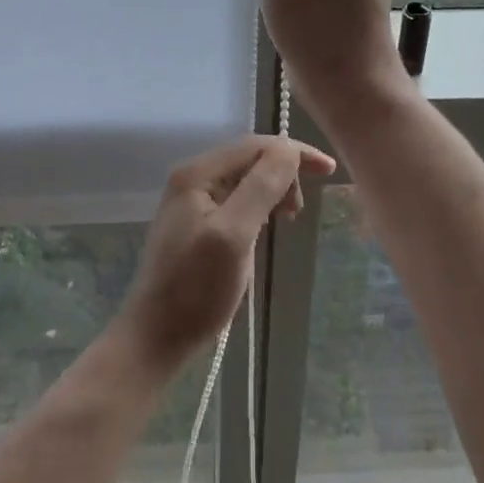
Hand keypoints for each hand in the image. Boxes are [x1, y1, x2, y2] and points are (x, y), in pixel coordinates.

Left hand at [117, 135, 334, 372]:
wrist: (155, 337)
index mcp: (197, 173)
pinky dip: (260, 205)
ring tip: (289, 217)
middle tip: (299, 209)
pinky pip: (237, 199)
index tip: (328, 170)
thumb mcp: (234, 235)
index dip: (293, 152)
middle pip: (250, 158)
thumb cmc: (196, 289)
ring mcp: (192, 200)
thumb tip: (289, 149)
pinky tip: (267, 225)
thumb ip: (261, 187)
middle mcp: (192, 177)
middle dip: (283, 172)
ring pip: (245, 178)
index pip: (255, 146)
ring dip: (273, 189)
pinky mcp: (197, 222)